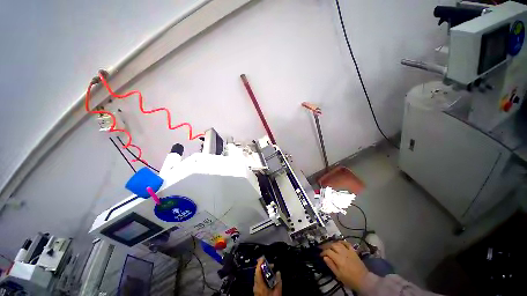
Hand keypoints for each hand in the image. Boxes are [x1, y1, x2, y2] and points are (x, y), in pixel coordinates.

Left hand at [253, 257, 281, 295]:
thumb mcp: (277, 291)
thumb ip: (278, 281)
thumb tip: (278, 272)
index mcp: (259, 283)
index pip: (258, 270)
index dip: (260, 262)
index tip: (263, 257)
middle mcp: (256, 285)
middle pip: (258, 272)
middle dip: (265, 267)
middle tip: (272, 265)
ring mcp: (255, 288)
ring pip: (258, 276)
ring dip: (264, 272)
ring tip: (271, 272)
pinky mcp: (257, 291)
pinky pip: (259, 280)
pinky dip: (264, 277)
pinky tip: (269, 279)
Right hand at [321, 241, 368, 290]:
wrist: (363, 280)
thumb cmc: (349, 279)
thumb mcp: (338, 275)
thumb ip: (331, 265)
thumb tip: (324, 257)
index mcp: (338, 259)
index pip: (328, 251)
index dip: (323, 252)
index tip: (320, 254)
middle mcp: (343, 252)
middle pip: (332, 245)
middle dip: (326, 246)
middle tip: (323, 248)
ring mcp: (348, 251)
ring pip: (338, 243)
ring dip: (333, 243)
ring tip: (330, 246)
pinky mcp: (353, 251)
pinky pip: (347, 243)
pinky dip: (342, 242)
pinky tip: (339, 243)